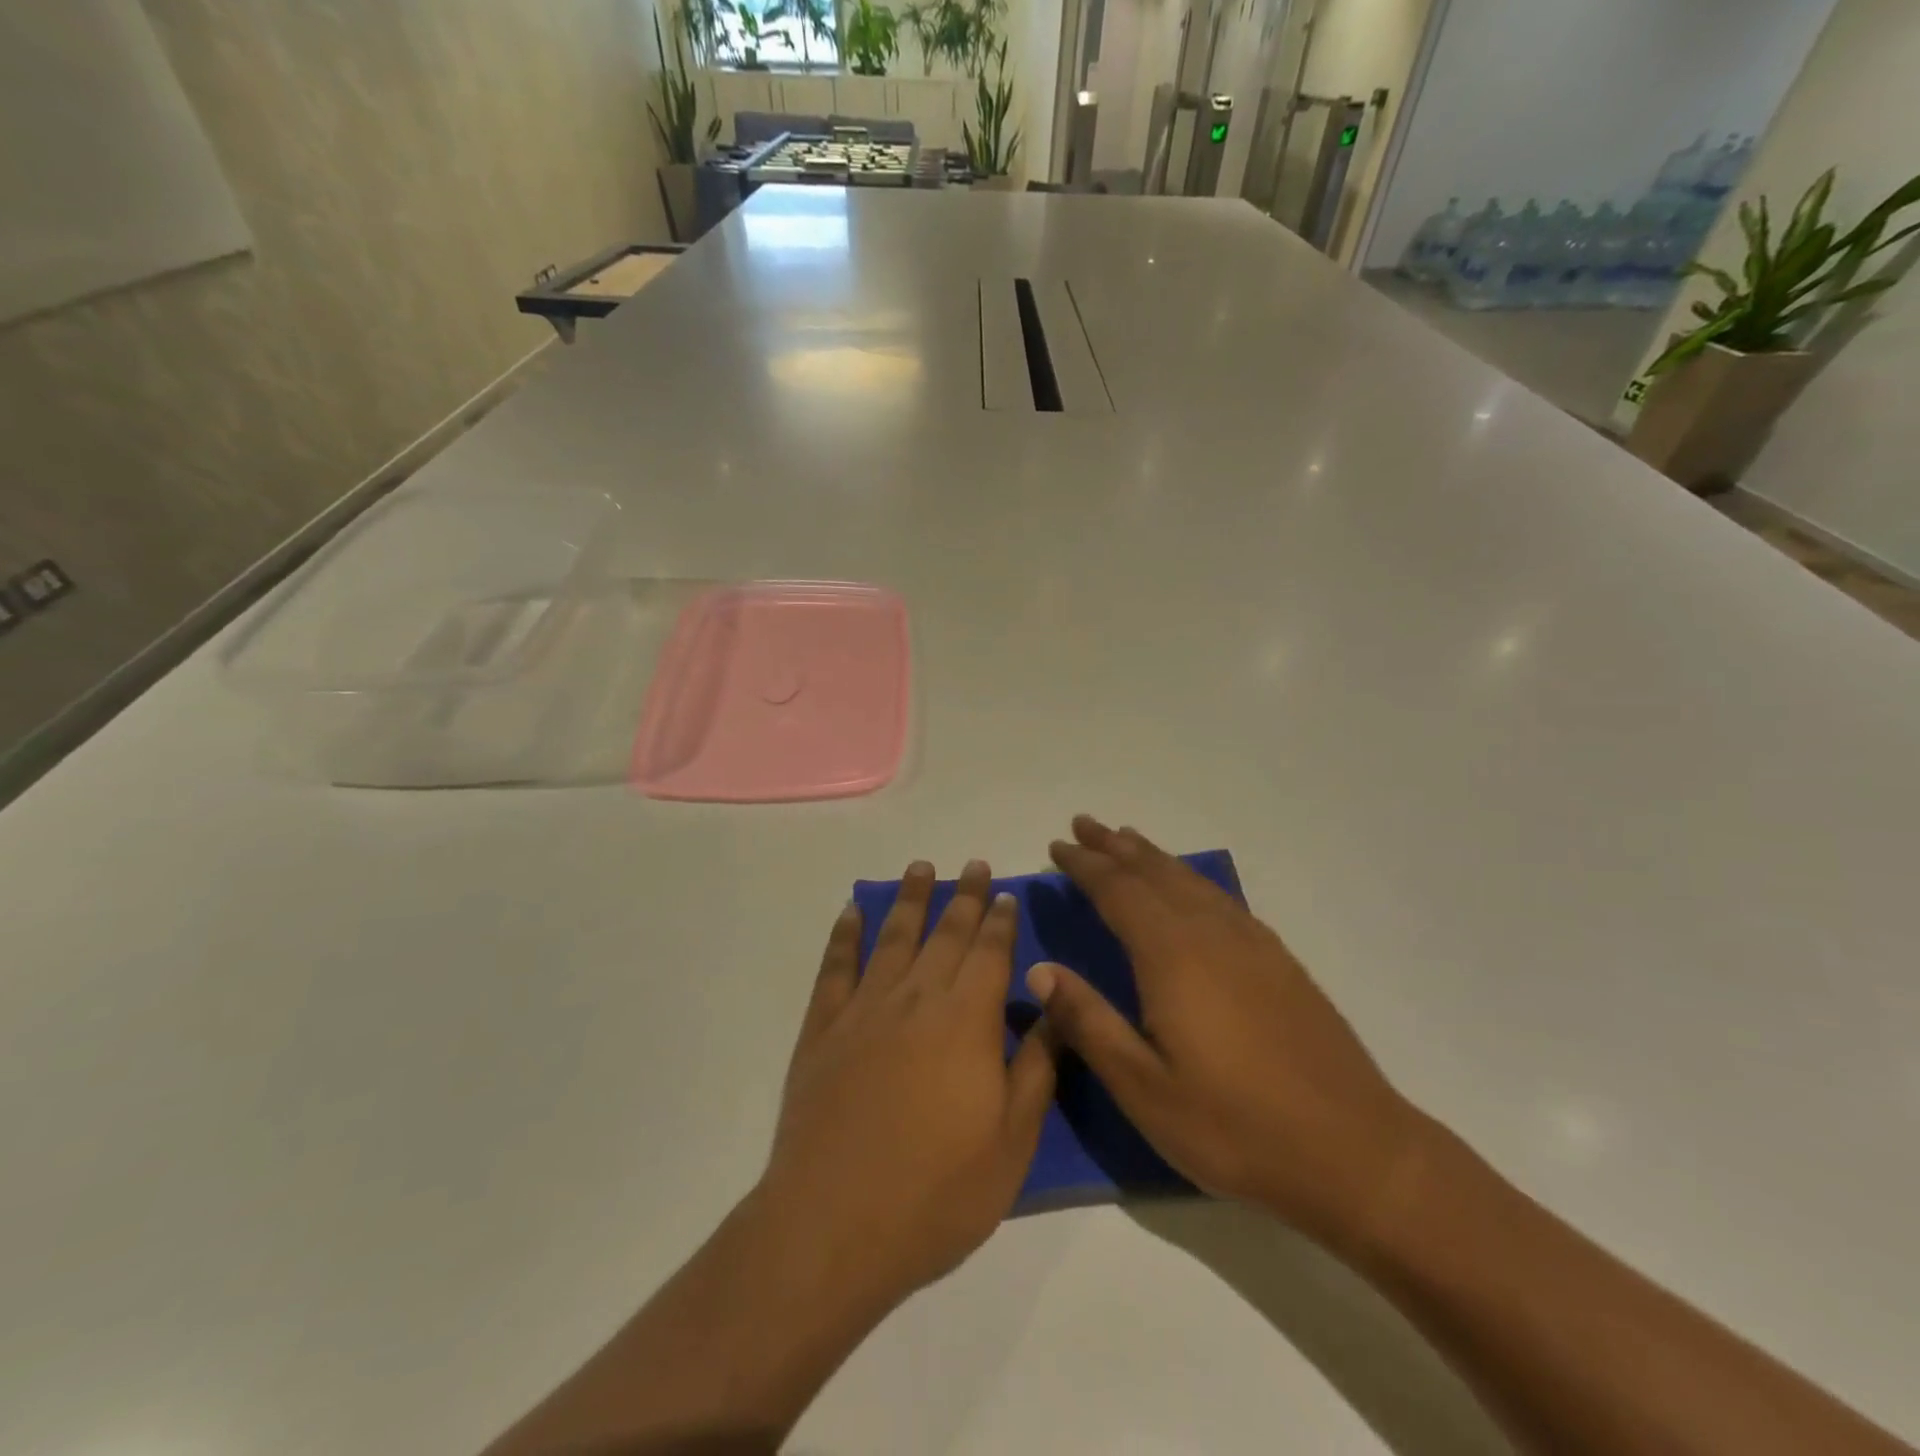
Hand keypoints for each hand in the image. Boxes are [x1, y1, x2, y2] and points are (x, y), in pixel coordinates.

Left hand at [762, 860, 1057, 1309]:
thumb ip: (1036, 1067)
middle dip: (963, 897)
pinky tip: (851, 912)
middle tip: (972, 865)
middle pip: (945, 934)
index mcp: (967, 1021)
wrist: (833, 1226)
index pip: (990, 953)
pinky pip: (835, 968)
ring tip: (920, 868)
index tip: (1005, 892)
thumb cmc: (937, 1192)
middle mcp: (916, 998)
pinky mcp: (822, 1029)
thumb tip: (1053, 1006)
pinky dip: (844, 935)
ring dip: (909, 899)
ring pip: (892, 937)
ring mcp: (864, 1010)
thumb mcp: (1012, 1142)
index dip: (1000, 920)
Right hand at [1030, 816, 1431, 1255]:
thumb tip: (1039, 970)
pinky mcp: (1279, 961)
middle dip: (1114, 846)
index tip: (1056, 846)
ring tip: (1127, 840)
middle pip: (1154, 872)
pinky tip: (1191, 889)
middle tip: (1083, 824)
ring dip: (1153, 856)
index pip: (1117, 891)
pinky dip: (1191, 879)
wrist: (1355, 1152)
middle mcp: (1211, 933)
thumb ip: (1089, 1022)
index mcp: (1172, 955)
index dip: (1084, 865)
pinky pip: (1221, 897)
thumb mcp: (1144, 1088)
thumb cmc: (1235, 1127)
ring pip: (1191, 880)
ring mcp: (1252, 943)